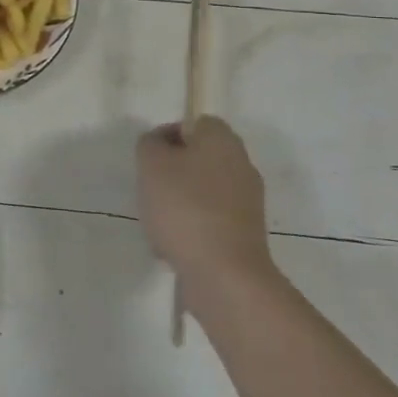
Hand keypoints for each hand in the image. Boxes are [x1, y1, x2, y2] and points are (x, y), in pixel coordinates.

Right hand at [136, 116, 272, 283]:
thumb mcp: (151, 164)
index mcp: (223, 140)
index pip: (195, 123)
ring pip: (202, 190)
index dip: (169, 135)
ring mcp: (247, 201)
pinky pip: (211, 220)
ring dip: (179, 202)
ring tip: (159, 222)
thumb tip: (160, 144)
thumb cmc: (184, 208)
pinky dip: (192, 228)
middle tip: (151, 188)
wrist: (224, 273)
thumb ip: (150, 144)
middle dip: (172, 172)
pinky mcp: (245, 233)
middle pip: (199, 158)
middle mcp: (241, 164)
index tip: (150, 158)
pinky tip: (174, 246)